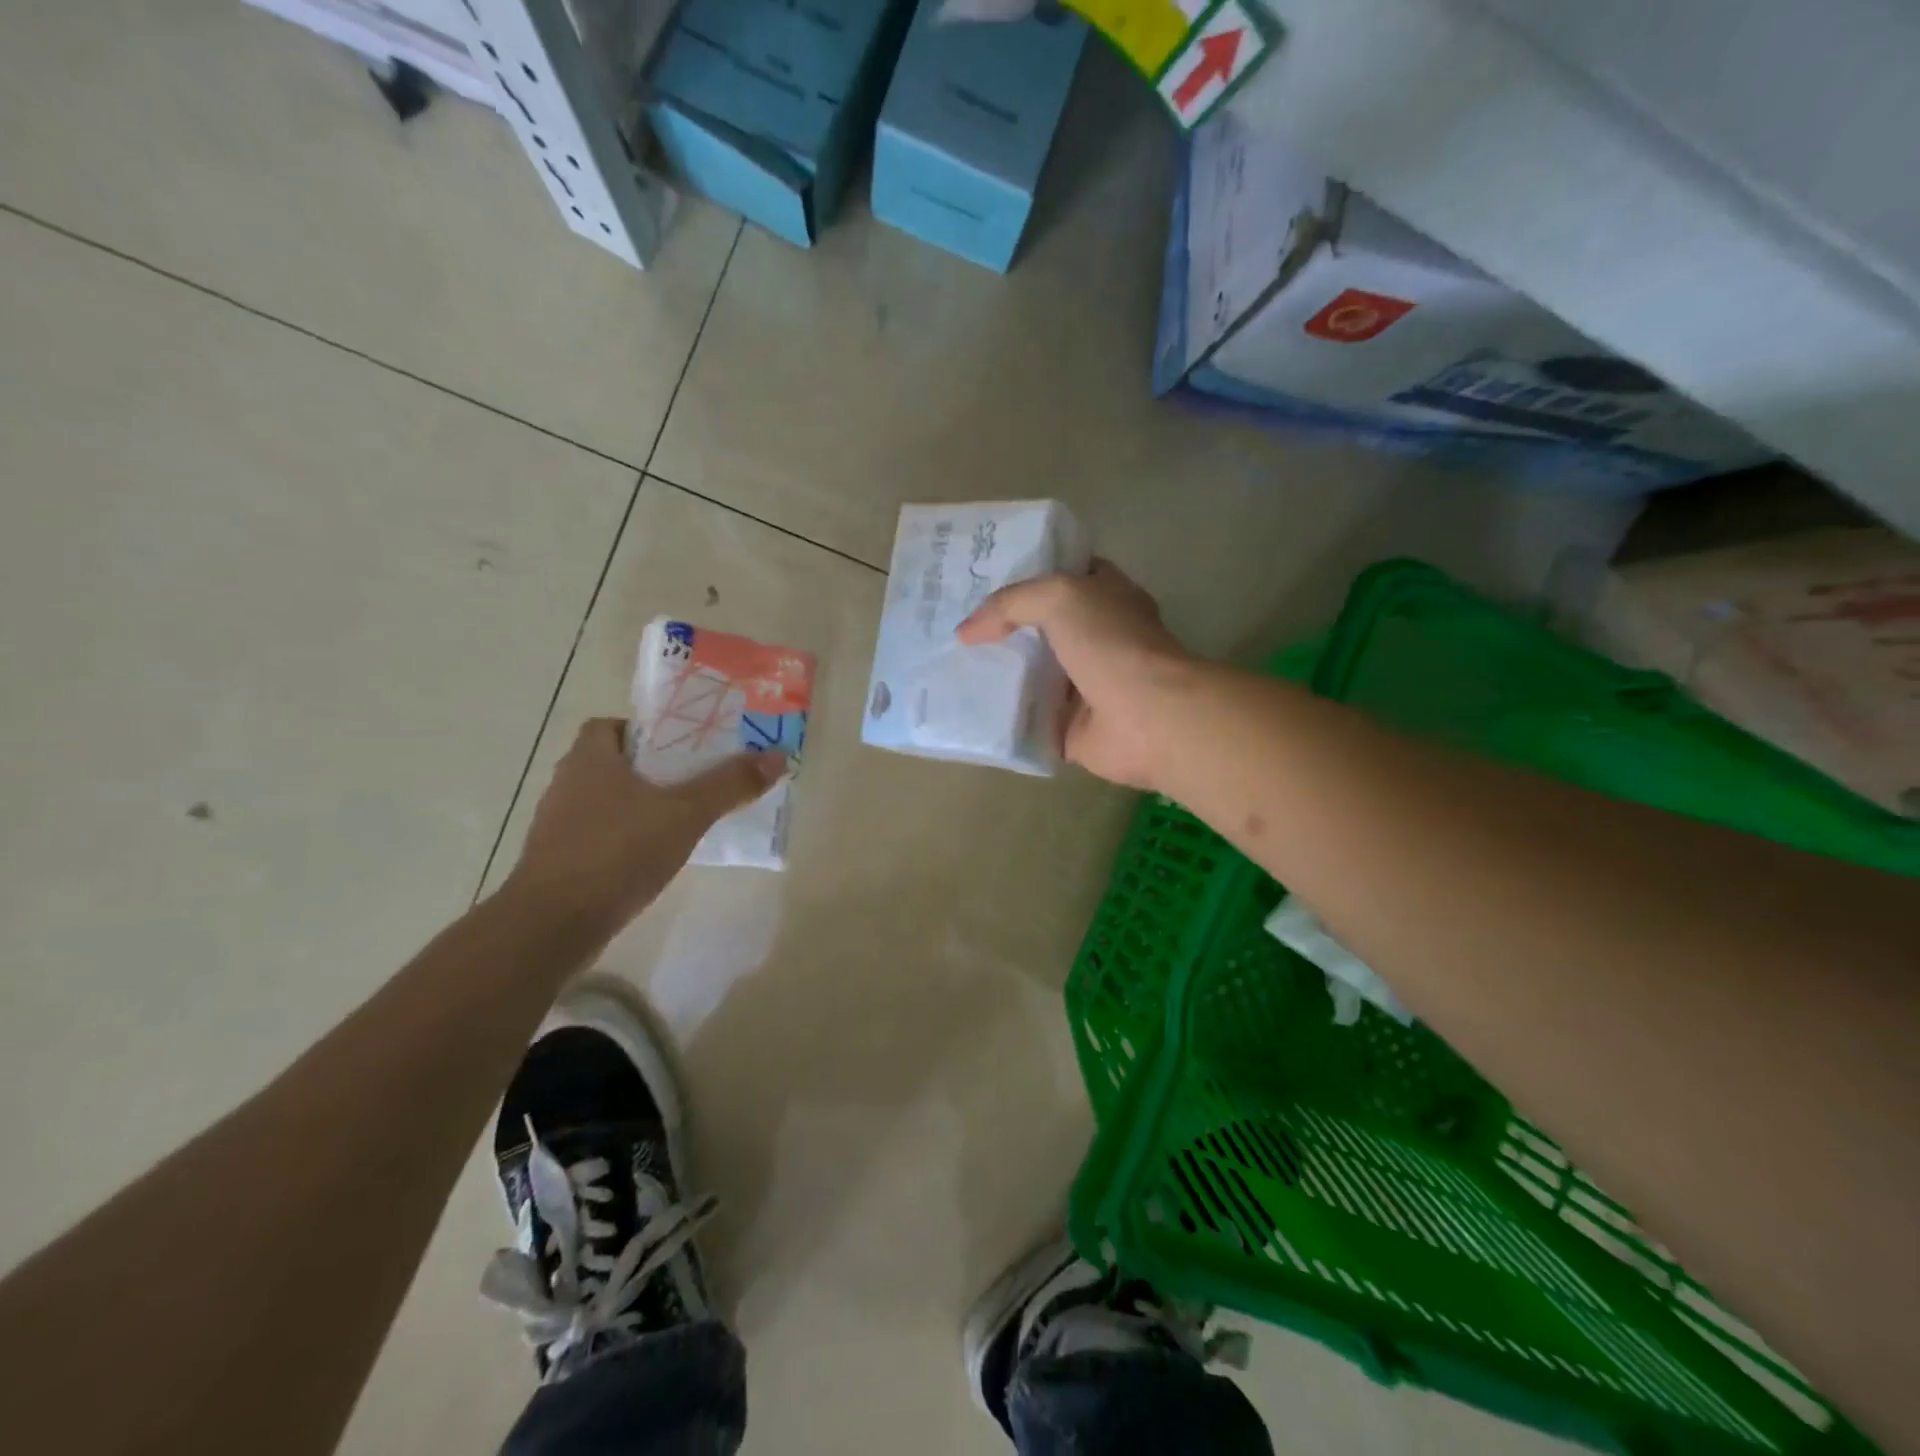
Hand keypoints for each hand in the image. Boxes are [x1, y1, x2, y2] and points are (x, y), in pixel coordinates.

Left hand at [504, 718, 785, 929]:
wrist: (553, 925)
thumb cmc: (618, 852)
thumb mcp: (686, 814)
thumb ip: (730, 785)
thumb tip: (778, 757)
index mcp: (589, 758)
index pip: (610, 726)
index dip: (644, 731)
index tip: (680, 747)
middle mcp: (567, 784)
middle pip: (612, 762)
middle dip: (651, 769)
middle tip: (694, 780)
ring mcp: (558, 825)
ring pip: (606, 801)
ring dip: (638, 805)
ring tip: (681, 819)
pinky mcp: (559, 861)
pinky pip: (599, 835)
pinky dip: (624, 838)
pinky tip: (653, 856)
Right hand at [957, 559, 1193, 790]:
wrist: (1148, 718)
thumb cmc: (1112, 645)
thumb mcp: (1060, 597)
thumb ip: (1010, 604)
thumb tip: (965, 632)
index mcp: (1104, 598)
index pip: (1060, 577)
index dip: (1023, 576)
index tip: (976, 580)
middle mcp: (1095, 639)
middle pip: (1039, 628)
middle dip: (1000, 629)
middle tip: (952, 628)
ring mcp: (1084, 685)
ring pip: (1031, 676)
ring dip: (997, 675)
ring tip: (948, 668)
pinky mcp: (1070, 728)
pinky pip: (1028, 720)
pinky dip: (1003, 719)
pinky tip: (965, 710)